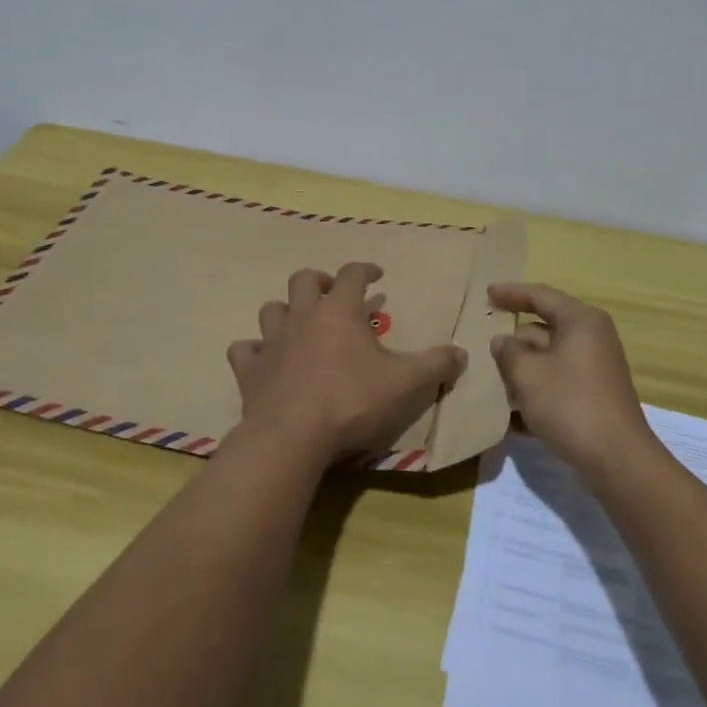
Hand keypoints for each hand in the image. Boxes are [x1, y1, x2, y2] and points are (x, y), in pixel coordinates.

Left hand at [227, 263, 466, 468]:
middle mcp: (302, 317)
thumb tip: (462, 353)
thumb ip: (436, 365)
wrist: (292, 437)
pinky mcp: (250, 370)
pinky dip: (254, 351)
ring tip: (299, 324)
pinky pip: (244, 350)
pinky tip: (264, 361)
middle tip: (332, 293)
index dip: (365, 269)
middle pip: (303, 280)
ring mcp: (272, 342)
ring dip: (285, 312)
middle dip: (319, 281)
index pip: (352, 274)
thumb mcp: (406, 383)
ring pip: (271, 309)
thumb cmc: (351, 401)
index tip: (376, 275)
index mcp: (339, 311)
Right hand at [488, 283, 656, 477]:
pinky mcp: (595, 393)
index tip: (486, 293)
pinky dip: (537, 387)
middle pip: (545, 326)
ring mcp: (596, 366)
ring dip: (523, 366)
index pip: (540, 295)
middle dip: (515, 337)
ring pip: (550, 355)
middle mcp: (592, 336)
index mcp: (580, 321)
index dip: (511, 293)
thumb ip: (509, 352)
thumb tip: (502, 341)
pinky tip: (512, 411)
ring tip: (492, 376)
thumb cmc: (570, 405)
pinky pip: (558, 379)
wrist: (617, 459)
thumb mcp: (528, 375)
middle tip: (484, 338)